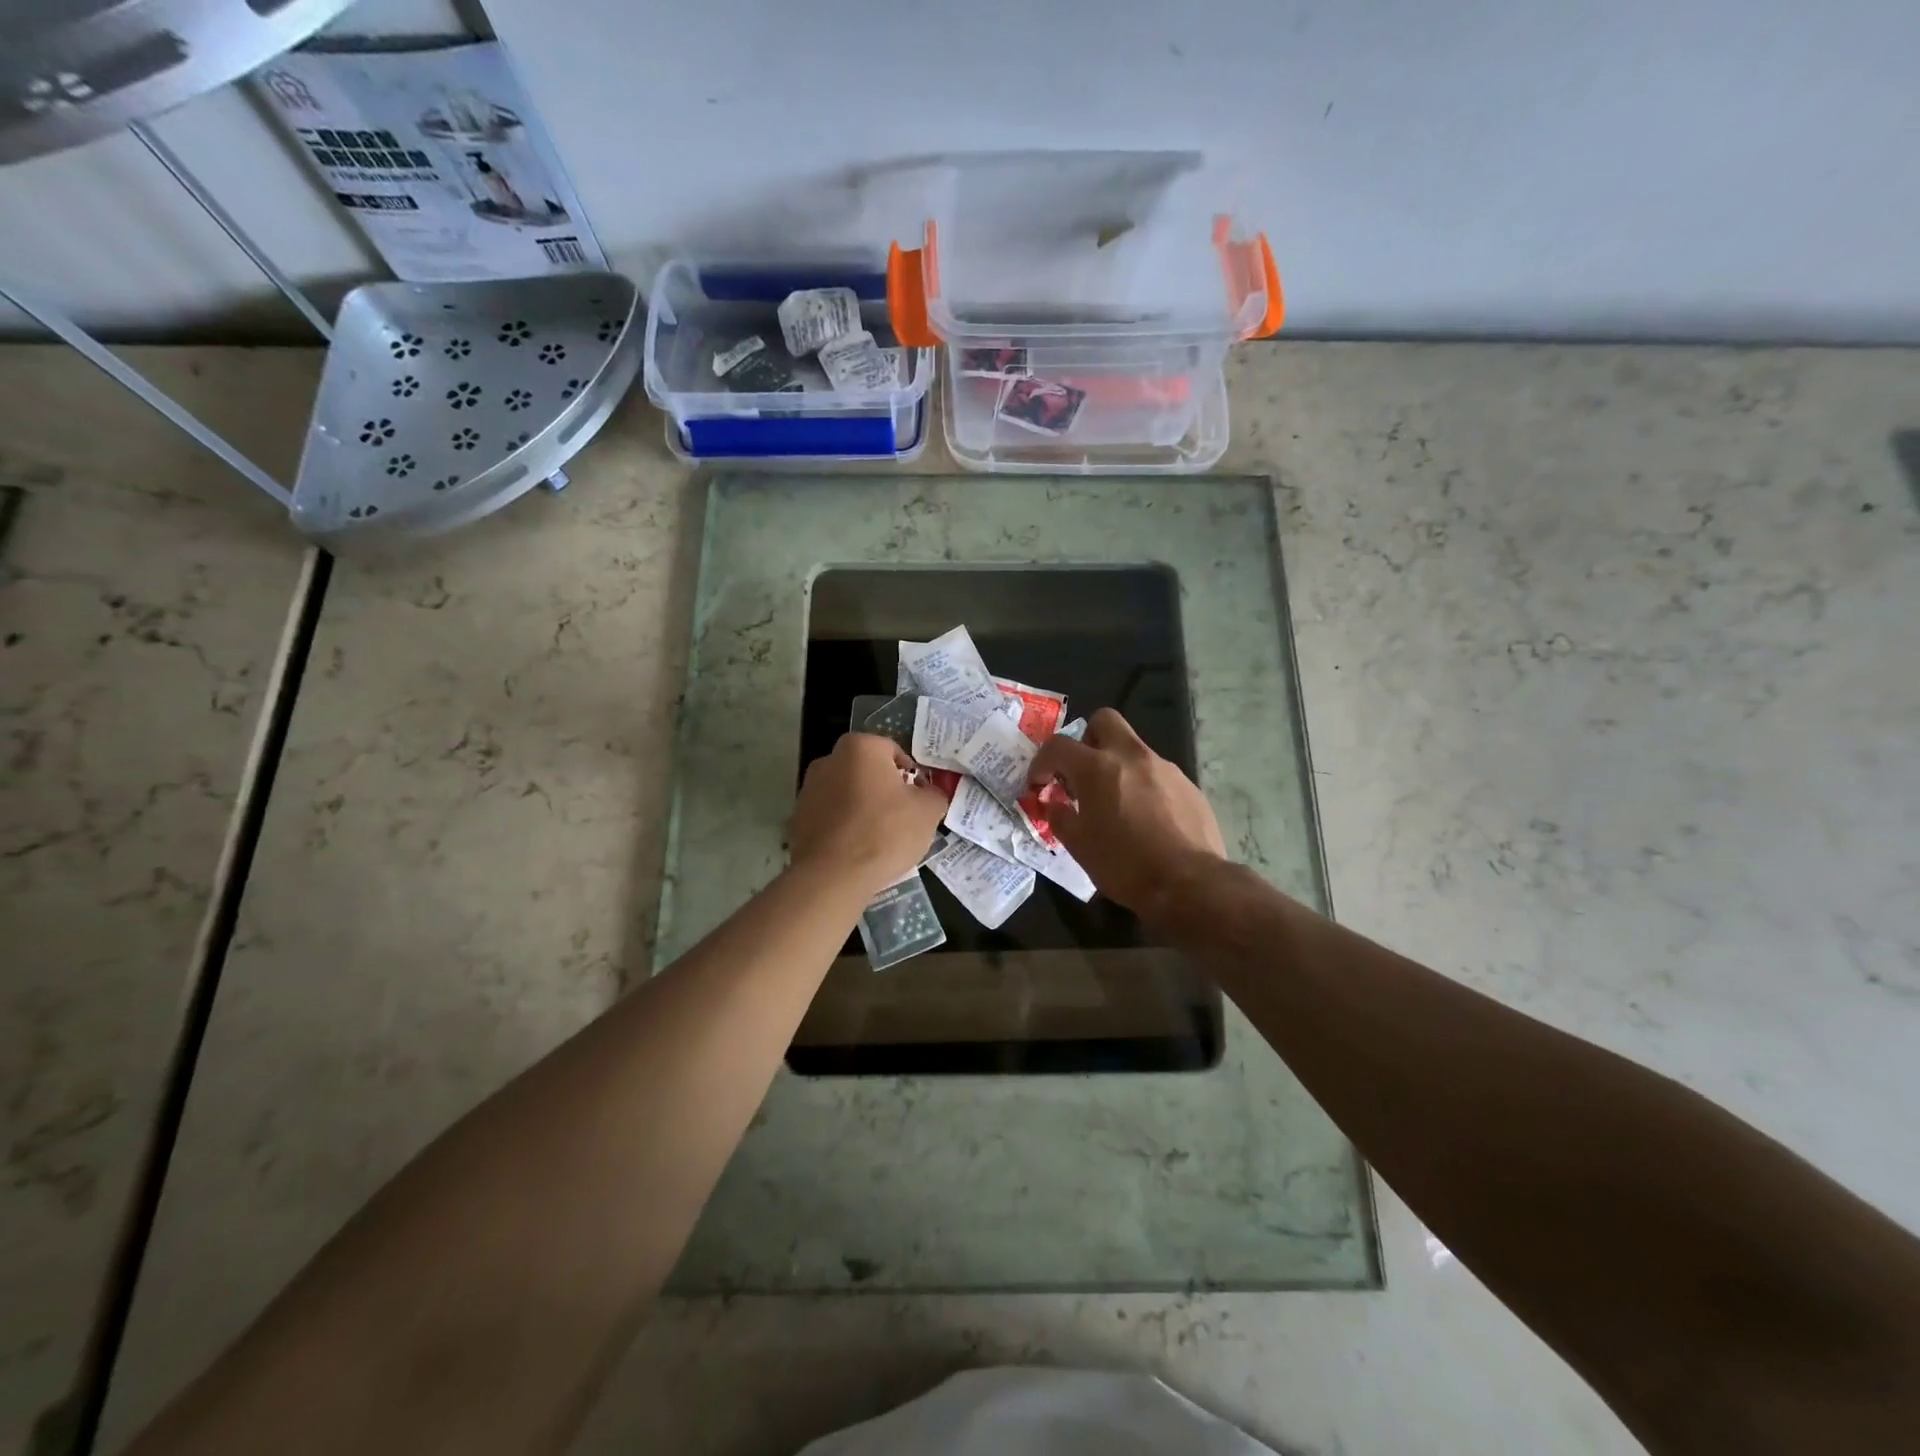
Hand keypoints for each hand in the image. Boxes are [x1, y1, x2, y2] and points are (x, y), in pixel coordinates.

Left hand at [789, 733, 947, 897]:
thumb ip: (934, 794)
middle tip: (901, 816)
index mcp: (861, 748)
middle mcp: (829, 760)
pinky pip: (829, 817)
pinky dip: (842, 827)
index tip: (919, 798)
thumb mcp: (928, 812)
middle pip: (866, 771)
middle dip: (883, 789)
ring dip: (861, 807)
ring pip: (846, 794)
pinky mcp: (797, 819)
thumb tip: (929, 794)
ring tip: (878, 837)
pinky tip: (855, 850)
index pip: (893, 751)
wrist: (833, 875)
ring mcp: (808, 789)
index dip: (911, 775)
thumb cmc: (885, 832)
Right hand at [1026, 708, 1225, 916]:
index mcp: (1097, 768)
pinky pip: (1157, 773)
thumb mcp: (1079, 847)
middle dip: (1087, 738)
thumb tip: (1054, 803)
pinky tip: (1146, 818)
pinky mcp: (1188, 784)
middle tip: (1082, 772)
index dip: (1042, 762)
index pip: (1058, 745)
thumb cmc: (1124, 865)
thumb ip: (1060, 817)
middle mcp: (1132, 756)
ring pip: (1134, 748)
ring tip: (1116, 803)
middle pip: (1104, 720)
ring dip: (1118, 766)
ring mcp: (1165, 767)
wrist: (1189, 883)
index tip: (1040, 783)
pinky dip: (1144, 786)